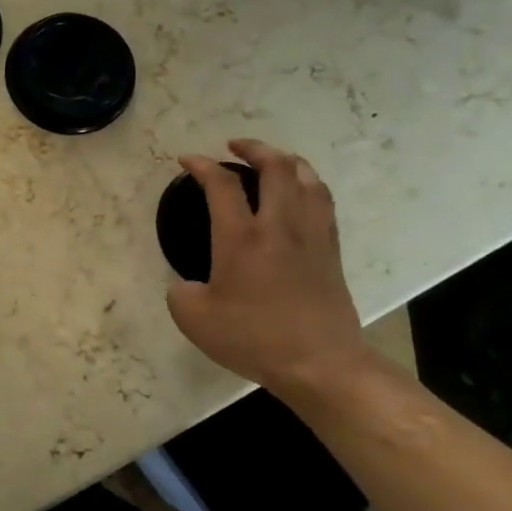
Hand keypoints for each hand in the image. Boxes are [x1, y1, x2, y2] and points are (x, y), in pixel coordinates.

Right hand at [165, 138, 367, 395]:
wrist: (320, 364)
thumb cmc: (253, 338)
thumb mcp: (193, 318)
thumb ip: (180, 292)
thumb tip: (187, 283)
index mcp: (240, 238)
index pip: (221, 184)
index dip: (201, 165)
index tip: (186, 160)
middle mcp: (279, 226)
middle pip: (276, 166)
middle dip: (254, 147)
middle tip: (234, 146)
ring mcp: (311, 236)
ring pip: (307, 179)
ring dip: (287, 160)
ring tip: (272, 160)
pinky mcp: (331, 252)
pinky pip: (323, 202)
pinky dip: (309, 185)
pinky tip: (300, 193)